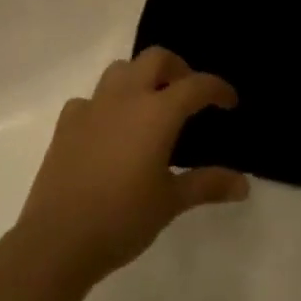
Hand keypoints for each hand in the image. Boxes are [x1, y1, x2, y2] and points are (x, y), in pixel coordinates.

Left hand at [14, 48, 246, 285]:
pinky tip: (107, 128)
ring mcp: (93, 106)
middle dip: (177, 68)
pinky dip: (104, 104)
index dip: (218, 89)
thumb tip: (244, 185)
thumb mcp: (171, 202)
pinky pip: (90, 99)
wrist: (56, 242)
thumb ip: (207, 185)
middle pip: (156, 58)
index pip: (196, 85)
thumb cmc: (122, 219)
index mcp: (157, 112)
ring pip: (121, 69)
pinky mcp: (66, 123)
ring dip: (140, 77)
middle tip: (187, 94)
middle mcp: (126, 97)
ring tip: (149, 104)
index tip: (229, 102)